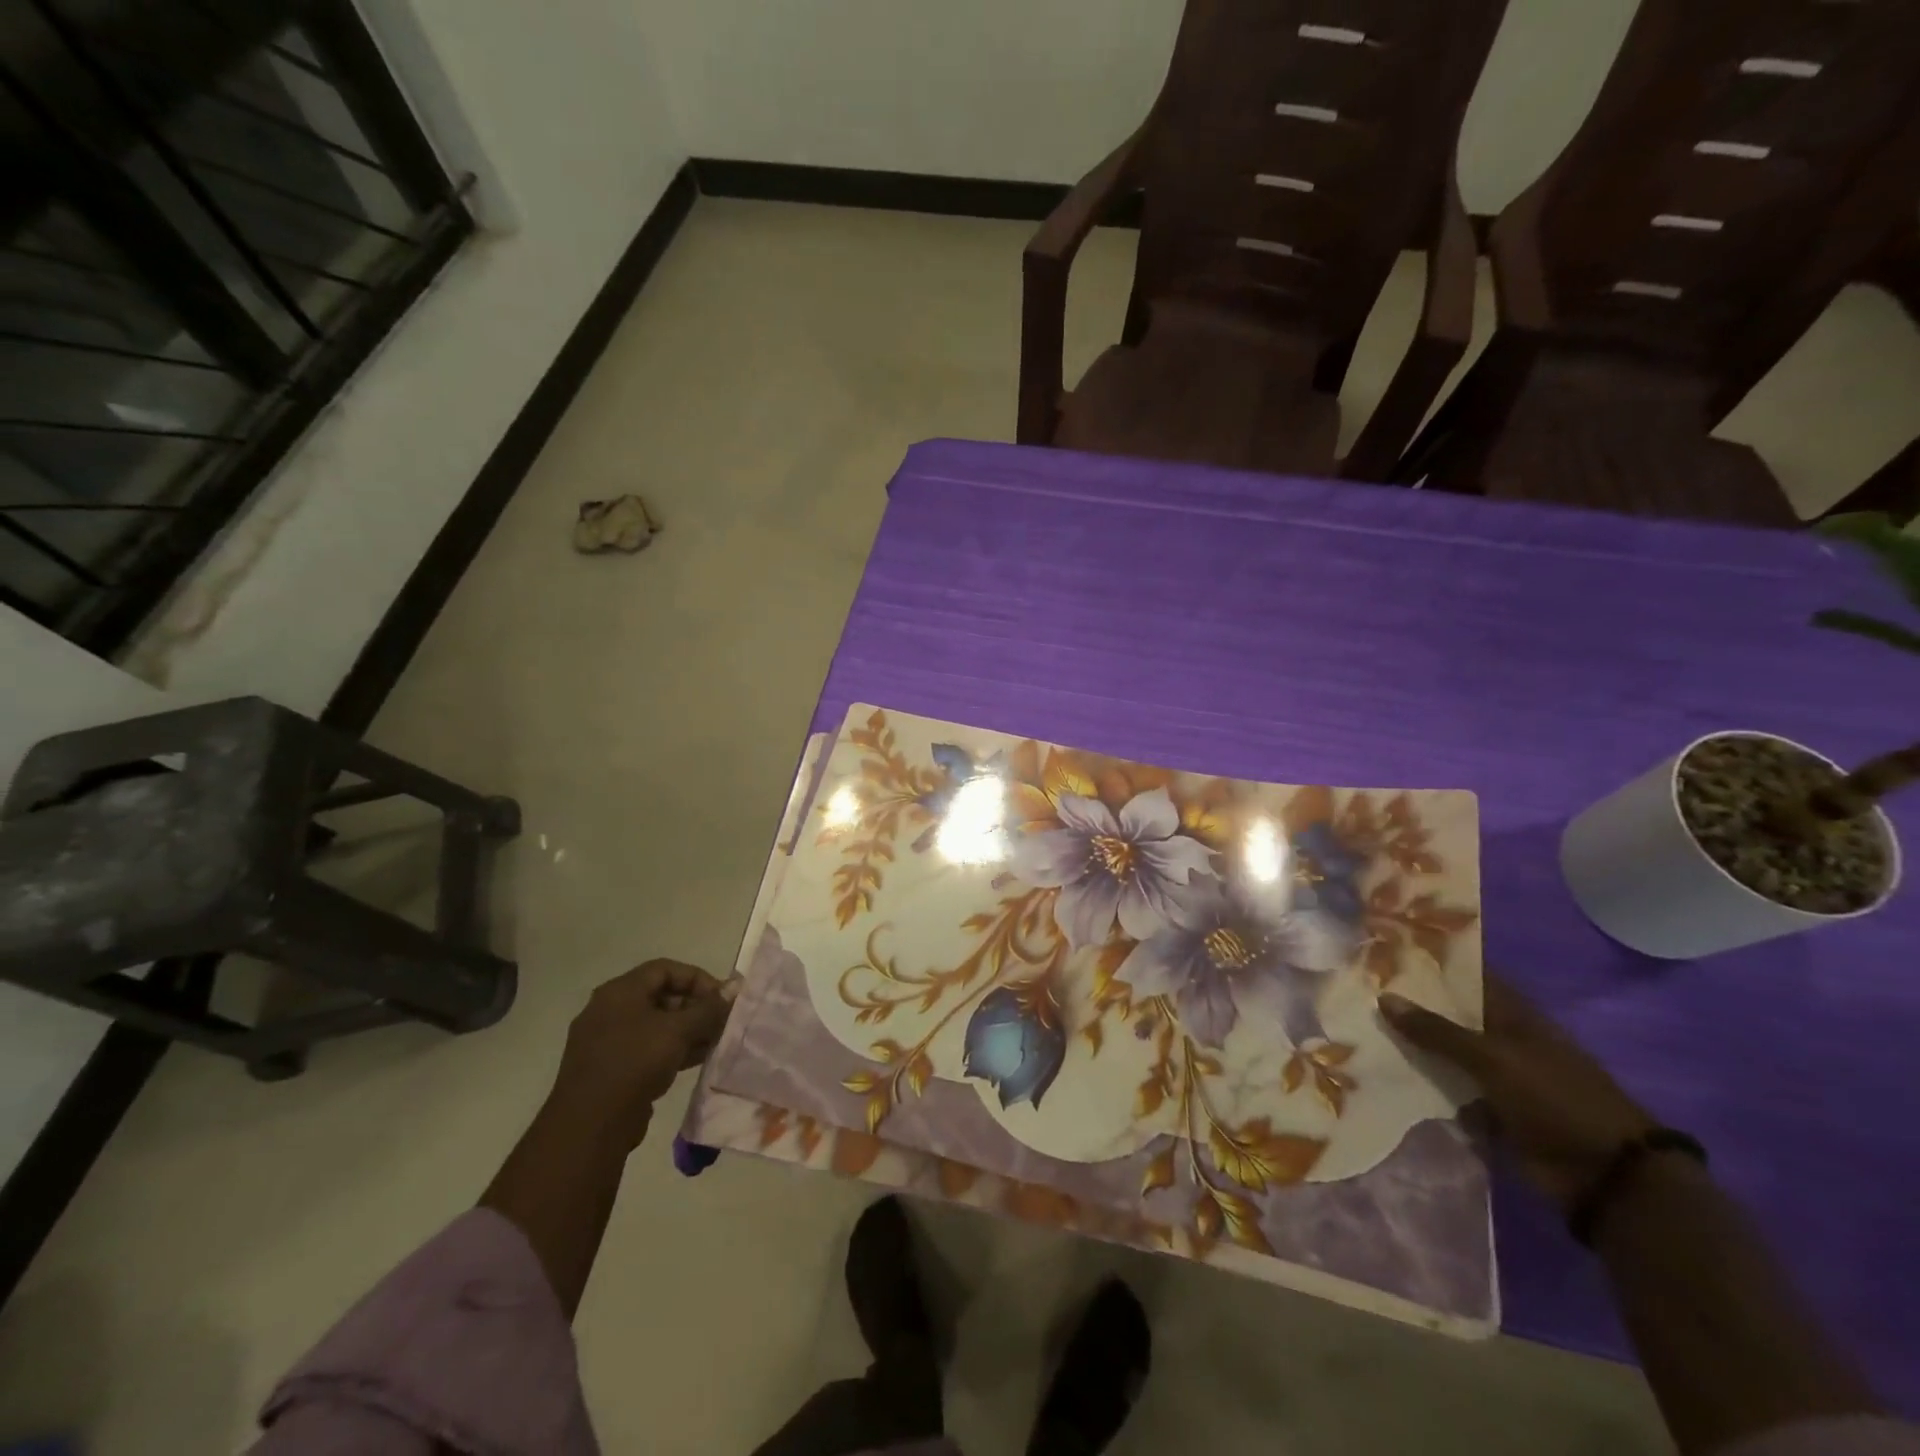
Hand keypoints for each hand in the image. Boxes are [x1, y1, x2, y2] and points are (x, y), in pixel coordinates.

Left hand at [548, 959, 733, 1151]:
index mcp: (619, 992)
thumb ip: (709, 1008)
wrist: (590, 1126)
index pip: (665, 969)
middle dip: (695, 1007)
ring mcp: (607, 1041)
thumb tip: (735, 987)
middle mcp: (609, 1010)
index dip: (698, 979)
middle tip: (721, 1021)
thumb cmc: (635, 1063)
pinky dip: (672, 1049)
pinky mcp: (610, 1069)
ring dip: (688, 1031)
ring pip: (656, 1025)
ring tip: (715, 1042)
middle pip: (661, 996)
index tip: (721, 997)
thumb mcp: (678, 1030)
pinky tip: (697, 1060)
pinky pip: (646, 1049)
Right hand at [1380, 978, 1654, 1210]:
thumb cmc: (1554, 1098)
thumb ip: (1437, 1030)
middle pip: (1449, 1015)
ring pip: (1444, 1053)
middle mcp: (1502, 1038)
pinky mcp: (1490, 1109)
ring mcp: (1496, 1075)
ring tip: (1359, 1032)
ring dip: (1411, 1048)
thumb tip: (1384, 997)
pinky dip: (1423, 1087)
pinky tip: (1384, 1076)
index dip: (1429, 963)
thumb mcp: (1492, 1058)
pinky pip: (1448, 1090)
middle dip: (1410, 1007)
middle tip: (1357, 991)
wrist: (1604, 1175)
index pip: (1465, 976)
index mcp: (1512, 1014)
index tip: (1383, 952)